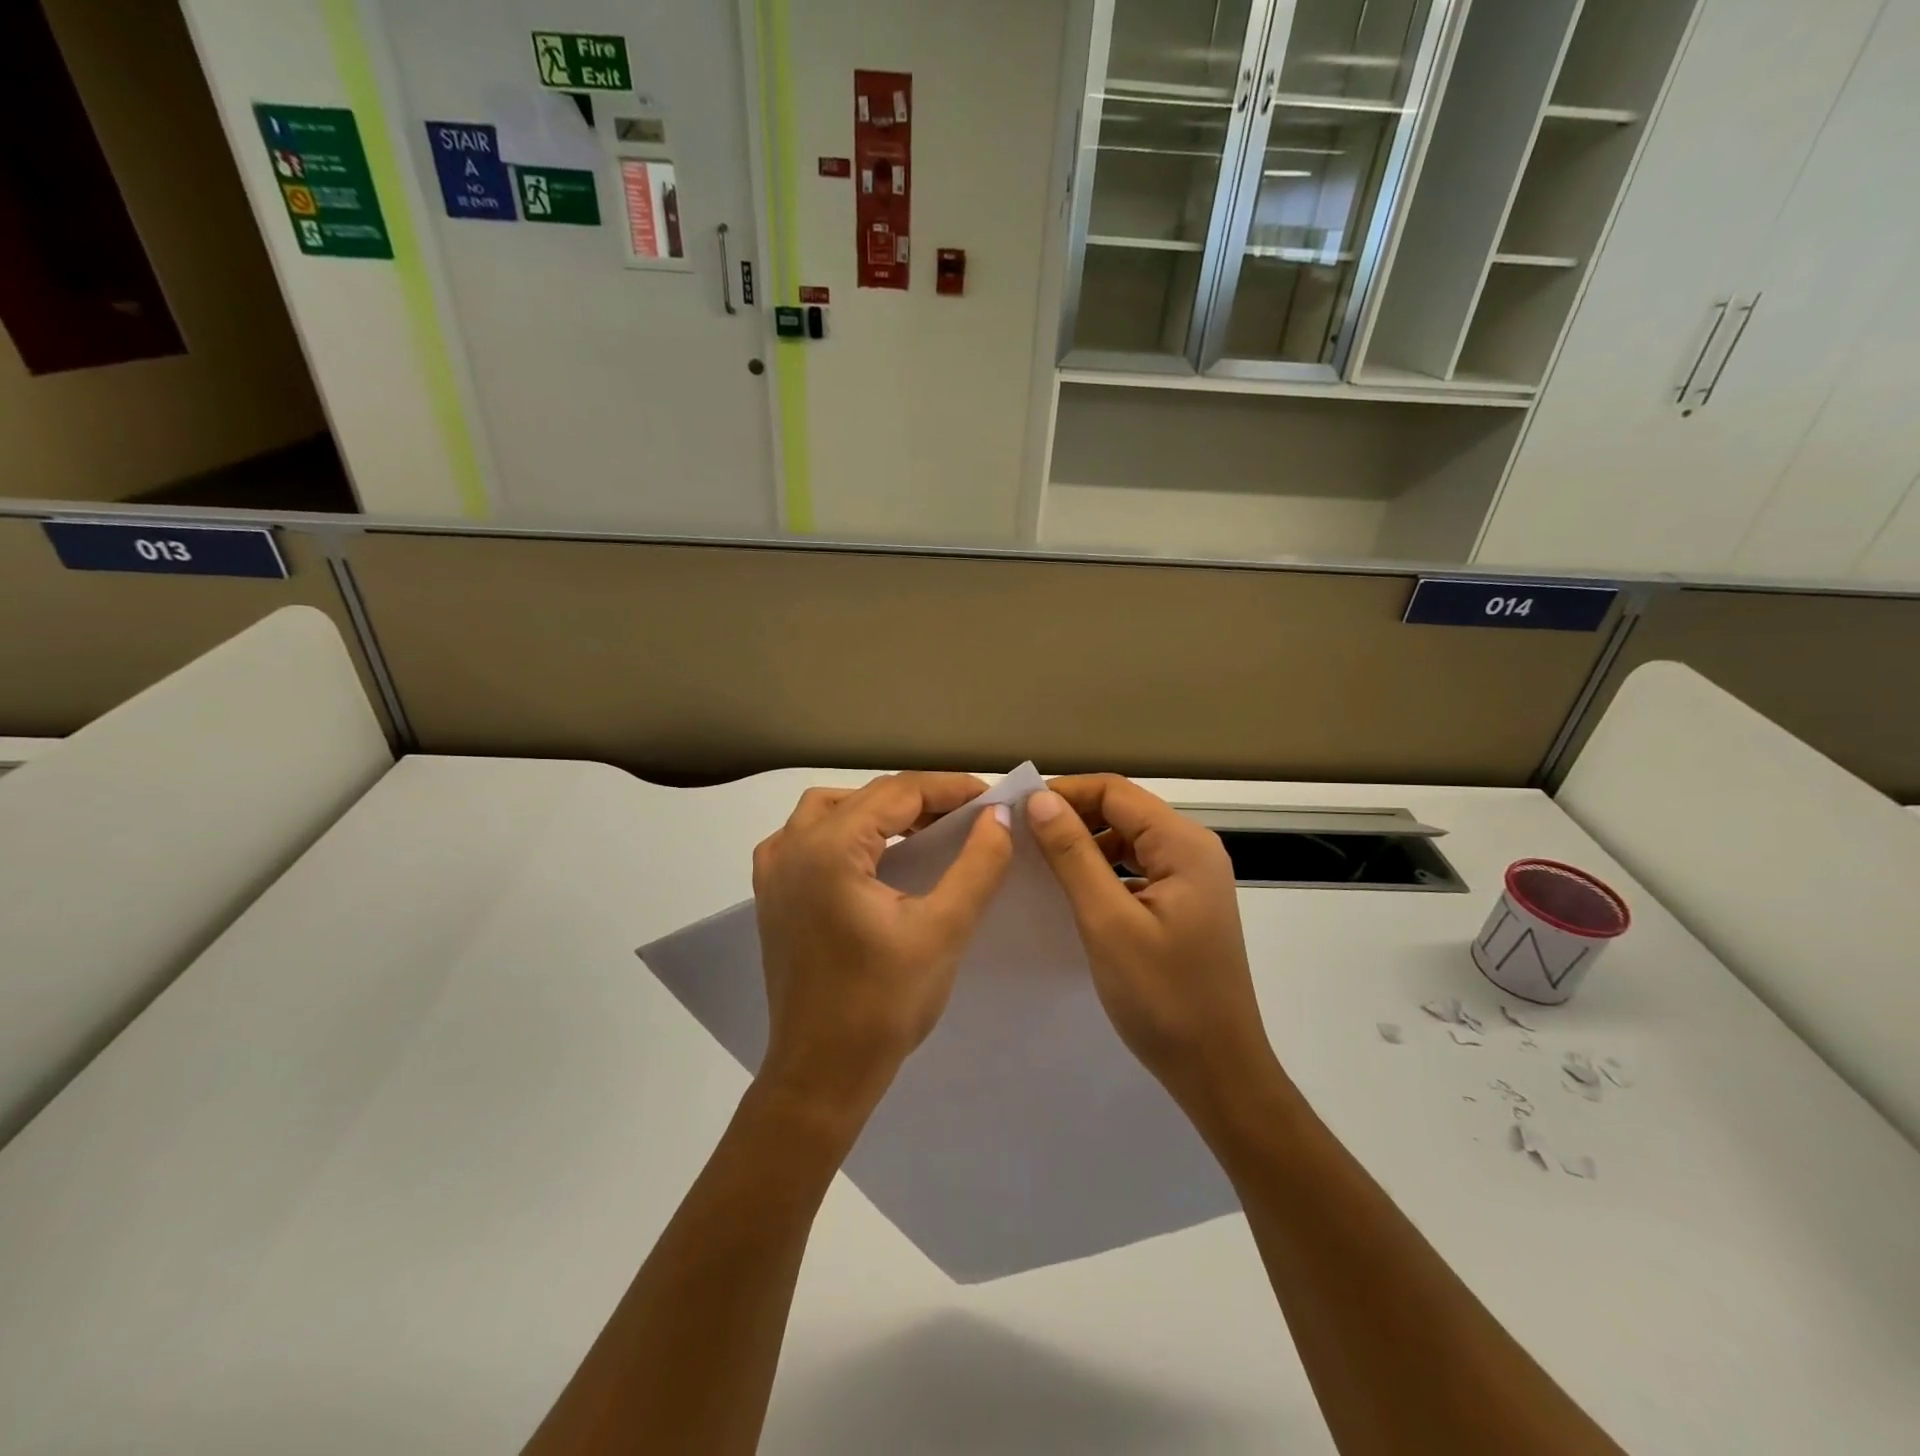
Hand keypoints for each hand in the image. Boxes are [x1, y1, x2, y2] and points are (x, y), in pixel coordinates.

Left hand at [752, 772, 1012, 1127]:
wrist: (820, 1074)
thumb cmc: (882, 1005)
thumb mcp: (943, 931)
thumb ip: (978, 865)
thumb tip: (1000, 816)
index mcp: (828, 849)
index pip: (897, 792)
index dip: (949, 788)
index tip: (991, 797)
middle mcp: (791, 846)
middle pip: (864, 798)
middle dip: (918, 799)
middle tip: (967, 815)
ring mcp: (774, 870)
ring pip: (832, 810)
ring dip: (880, 811)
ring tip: (925, 828)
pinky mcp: (772, 894)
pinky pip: (809, 838)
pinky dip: (846, 831)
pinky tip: (874, 853)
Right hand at [1026, 775, 1276, 1106]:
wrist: (1218, 1071)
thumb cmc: (1163, 997)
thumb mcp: (1108, 922)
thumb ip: (1073, 855)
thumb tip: (1039, 800)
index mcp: (1184, 844)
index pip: (1115, 791)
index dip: (1064, 793)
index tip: (1016, 811)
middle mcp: (1194, 850)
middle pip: (1124, 811)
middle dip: (1072, 816)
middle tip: (1020, 836)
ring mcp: (1192, 879)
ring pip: (1128, 840)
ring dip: (1085, 843)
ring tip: (1039, 860)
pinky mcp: (1184, 905)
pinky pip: (1136, 869)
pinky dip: (1102, 870)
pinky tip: (1073, 890)